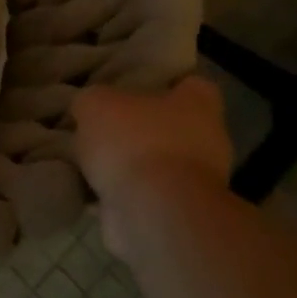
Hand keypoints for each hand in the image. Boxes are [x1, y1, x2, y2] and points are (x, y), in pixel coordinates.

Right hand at [73, 76, 232, 256]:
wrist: (155, 214)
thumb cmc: (135, 142)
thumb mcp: (95, 104)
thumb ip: (91, 101)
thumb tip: (89, 108)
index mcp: (197, 105)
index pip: (191, 84)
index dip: (164, 82)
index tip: (134, 85)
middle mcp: (207, 141)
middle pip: (172, 126)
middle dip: (140, 128)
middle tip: (102, 125)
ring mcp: (197, 183)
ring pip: (157, 164)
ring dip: (130, 164)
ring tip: (89, 160)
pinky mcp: (179, 215)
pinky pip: (146, 196)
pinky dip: (123, 195)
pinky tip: (92, 190)